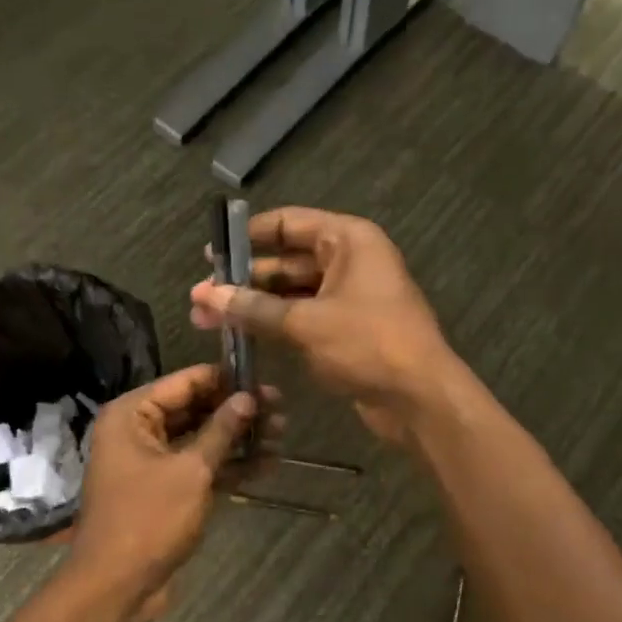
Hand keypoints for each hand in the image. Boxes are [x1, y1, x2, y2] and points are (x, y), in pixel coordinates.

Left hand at [67, 363, 266, 621]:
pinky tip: (266, 464)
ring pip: (201, 439)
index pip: (184, 382)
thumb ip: (221, 430)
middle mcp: (138, 431)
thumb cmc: (148, 519)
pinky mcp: (165, 490)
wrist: (115, 588)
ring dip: (238, 439)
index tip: (263, 378)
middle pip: (194, 409)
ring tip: (281, 435)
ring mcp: (152, 462)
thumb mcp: (191, 471)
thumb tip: (249, 397)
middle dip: (237, 411)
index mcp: (132, 414)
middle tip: (280, 409)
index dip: (224, 379)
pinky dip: (228, 466)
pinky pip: (199, 467)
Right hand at [190, 207, 457, 445]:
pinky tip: (240, 336)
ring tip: (207, 319)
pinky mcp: (347, 328)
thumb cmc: (368, 344)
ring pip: (292, 292)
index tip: (211, 253)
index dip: (248, 235)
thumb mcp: (306, 323)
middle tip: (200, 297)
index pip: (288, 223)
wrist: (421, 399)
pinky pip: (303, 316)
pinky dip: (274, 323)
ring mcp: (349, 296)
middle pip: (286, 260)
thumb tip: (206, 294)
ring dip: (254, 304)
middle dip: (244, 279)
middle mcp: (349, 260)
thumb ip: (253, 308)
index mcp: (348, 240)